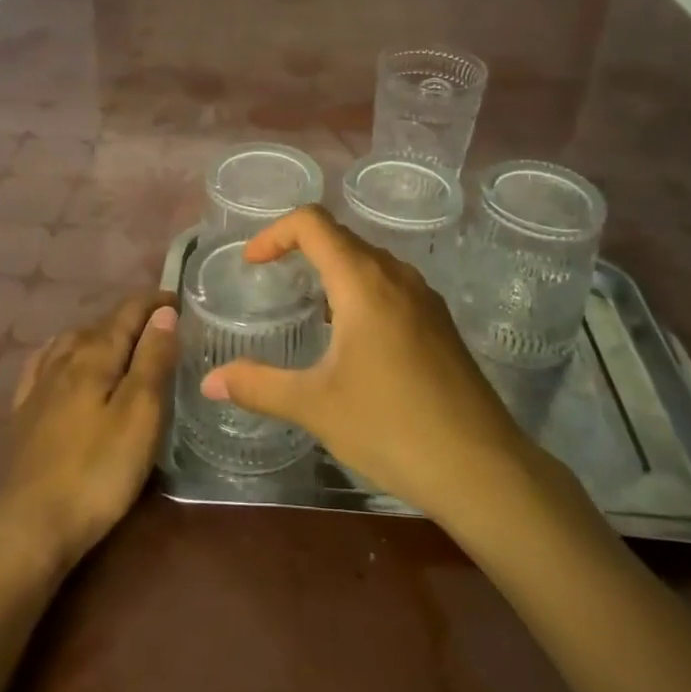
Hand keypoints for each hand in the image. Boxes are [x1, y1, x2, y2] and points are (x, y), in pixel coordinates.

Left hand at [0, 291, 178, 575]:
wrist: (31, 526)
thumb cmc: (98, 470)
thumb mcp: (140, 414)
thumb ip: (153, 359)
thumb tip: (164, 313)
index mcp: (95, 354)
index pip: (128, 312)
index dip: (154, 302)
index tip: (180, 300)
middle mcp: (64, 359)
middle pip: (101, 324)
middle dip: (132, 317)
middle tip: (162, 324)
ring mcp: (40, 386)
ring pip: (72, 341)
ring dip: (100, 332)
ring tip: (121, 340)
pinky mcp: (25, 414)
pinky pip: (44, 364)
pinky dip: (62, 351)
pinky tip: (61, 359)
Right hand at [201, 207, 538, 523]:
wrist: (481, 468)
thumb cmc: (391, 426)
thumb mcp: (315, 406)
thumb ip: (258, 386)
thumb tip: (209, 382)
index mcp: (363, 282)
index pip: (313, 223)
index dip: (275, 233)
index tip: (252, 264)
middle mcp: (396, 276)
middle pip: (341, 238)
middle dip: (300, 249)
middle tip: (271, 281)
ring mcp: (424, 298)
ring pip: (369, 261)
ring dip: (333, 270)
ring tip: (308, 310)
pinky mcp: (440, 323)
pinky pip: (391, 286)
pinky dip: (360, 291)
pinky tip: (352, 340)